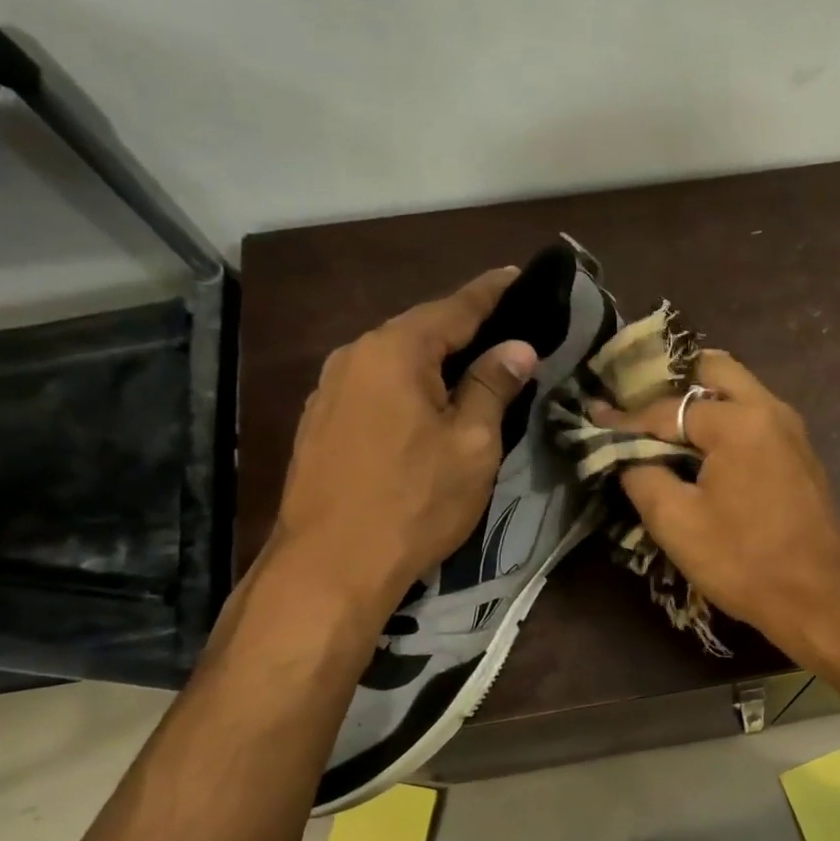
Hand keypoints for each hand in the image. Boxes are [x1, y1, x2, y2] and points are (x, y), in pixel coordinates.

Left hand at [266, 267, 536, 616]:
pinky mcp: (321, 424)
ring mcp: (330, 391)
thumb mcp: (472, 444)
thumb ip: (493, 387)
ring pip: (395, 362)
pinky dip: (408, 387)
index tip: (518, 275)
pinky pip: (376, 388)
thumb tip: (517, 347)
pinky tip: (426, 408)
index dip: (491, 293)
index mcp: (395, 351)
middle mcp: (354, 356)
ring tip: (472, 370)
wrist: (331, 565)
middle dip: (464, 328)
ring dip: (435, 362)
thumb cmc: (415, 500)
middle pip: (419, 331)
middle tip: (506, 332)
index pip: (454, 308)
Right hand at [588, 351, 839, 656]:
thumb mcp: (676, 522)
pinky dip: (725, 421)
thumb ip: (642, 476)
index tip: (595, 417)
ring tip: (664, 428)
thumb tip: (628, 455)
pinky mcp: (800, 455)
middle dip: (672, 384)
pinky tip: (702, 452)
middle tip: (639, 408)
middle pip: (714, 371)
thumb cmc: (744, 560)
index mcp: (738, 420)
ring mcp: (792, 431)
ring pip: (739, 391)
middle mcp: (770, 410)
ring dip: (701, 400)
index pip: (668, 409)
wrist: (818, 597)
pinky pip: (755, 418)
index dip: (627, 418)